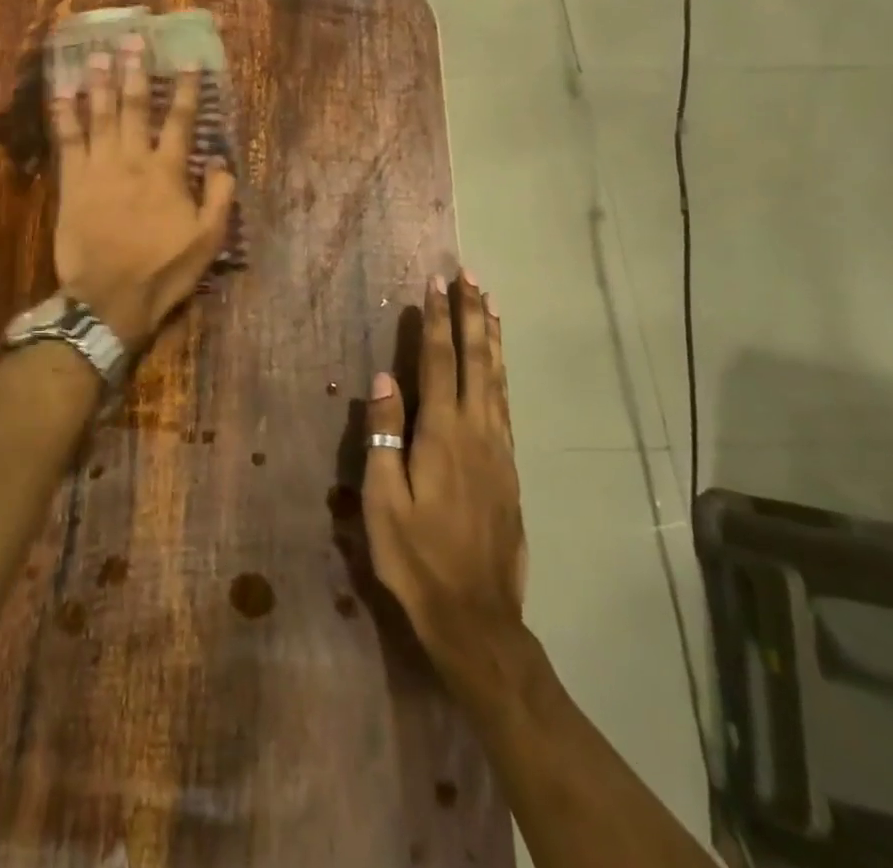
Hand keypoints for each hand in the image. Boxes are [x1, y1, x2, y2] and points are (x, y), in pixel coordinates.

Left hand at [49, 37, 235, 351]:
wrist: (110, 298)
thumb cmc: (162, 271)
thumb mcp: (208, 240)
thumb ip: (219, 196)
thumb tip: (221, 159)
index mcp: (168, 172)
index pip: (180, 121)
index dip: (185, 89)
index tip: (187, 60)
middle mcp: (133, 160)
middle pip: (134, 107)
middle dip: (135, 72)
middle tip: (133, 41)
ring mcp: (99, 169)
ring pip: (99, 116)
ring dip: (100, 83)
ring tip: (99, 55)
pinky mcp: (72, 183)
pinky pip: (67, 141)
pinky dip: (65, 115)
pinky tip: (62, 92)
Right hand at [363, 271, 527, 686]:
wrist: (475, 615)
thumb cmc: (416, 557)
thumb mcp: (383, 499)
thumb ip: (384, 435)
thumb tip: (384, 379)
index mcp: (443, 433)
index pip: (438, 361)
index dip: (436, 320)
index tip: (436, 283)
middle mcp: (478, 431)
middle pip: (476, 360)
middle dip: (471, 316)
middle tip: (471, 277)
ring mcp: (499, 450)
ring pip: (498, 380)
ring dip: (491, 338)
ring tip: (490, 305)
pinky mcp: (509, 470)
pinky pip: (505, 405)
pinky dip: (501, 374)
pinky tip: (497, 368)